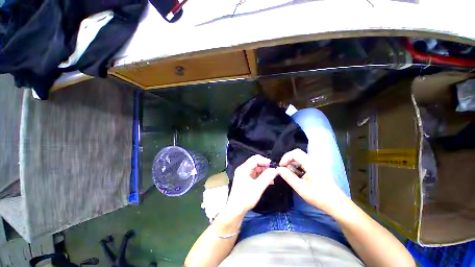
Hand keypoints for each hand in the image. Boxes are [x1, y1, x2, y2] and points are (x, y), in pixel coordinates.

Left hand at [226, 155, 277, 215]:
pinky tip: (268, 181)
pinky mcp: (246, 180)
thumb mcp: (258, 187)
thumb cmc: (245, 198)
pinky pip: (255, 175)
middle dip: (265, 167)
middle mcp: (243, 169)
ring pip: (256, 169)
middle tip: (274, 172)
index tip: (273, 166)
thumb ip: (267, 177)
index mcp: (243, 168)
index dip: (265, 160)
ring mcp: (244, 174)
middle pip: (256, 163)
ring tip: (272, 178)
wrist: (236, 210)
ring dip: (265, 172)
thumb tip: (275, 170)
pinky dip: (262, 177)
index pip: (255, 159)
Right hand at [276, 149, 345, 212]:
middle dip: (288, 160)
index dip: (286, 157)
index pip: (295, 153)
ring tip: (289, 173)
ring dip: (293, 163)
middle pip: (298, 154)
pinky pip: (305, 162)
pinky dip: (298, 166)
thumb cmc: (319, 197)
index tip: (281, 166)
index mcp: (312, 164)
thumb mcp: (301, 188)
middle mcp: (315, 161)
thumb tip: (279, 169)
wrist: (336, 204)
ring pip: (301, 158)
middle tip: (283, 170)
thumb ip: (288, 177)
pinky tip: (297, 175)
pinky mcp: (319, 167)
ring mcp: (318, 163)